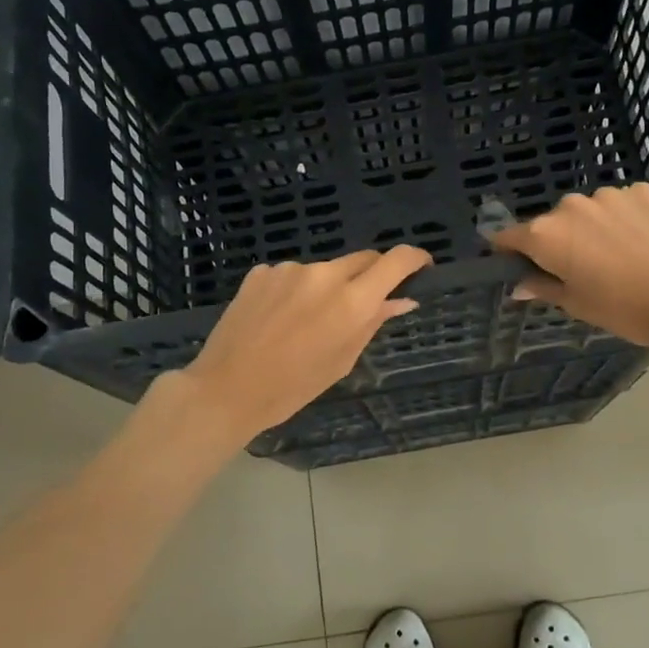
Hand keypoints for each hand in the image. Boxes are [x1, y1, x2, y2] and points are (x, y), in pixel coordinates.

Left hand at [171, 246, 433, 442]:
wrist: (227, 388)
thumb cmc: (292, 387)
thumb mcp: (342, 360)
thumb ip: (373, 322)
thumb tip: (402, 300)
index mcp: (352, 301)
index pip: (396, 260)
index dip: (414, 258)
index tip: (421, 266)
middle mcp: (324, 274)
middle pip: (362, 259)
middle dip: (370, 276)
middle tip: (362, 304)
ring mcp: (289, 269)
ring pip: (324, 269)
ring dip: (327, 287)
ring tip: (306, 322)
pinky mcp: (261, 271)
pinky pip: (291, 275)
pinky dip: (295, 290)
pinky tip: (278, 318)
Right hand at [489, 184, 648, 347]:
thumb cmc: (620, 307)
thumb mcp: (574, 303)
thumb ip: (542, 287)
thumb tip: (519, 285)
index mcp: (545, 234)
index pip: (509, 236)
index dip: (509, 251)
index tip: (517, 264)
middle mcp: (569, 206)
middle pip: (551, 222)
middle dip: (558, 240)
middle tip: (579, 268)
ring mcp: (607, 194)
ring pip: (587, 210)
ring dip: (591, 227)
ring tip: (615, 254)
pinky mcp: (641, 191)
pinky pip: (620, 203)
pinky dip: (622, 217)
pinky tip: (638, 240)